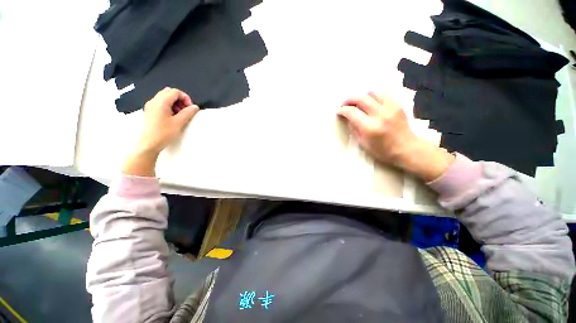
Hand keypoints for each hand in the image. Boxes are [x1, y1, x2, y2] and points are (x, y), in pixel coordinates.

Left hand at [122, 87, 199, 176]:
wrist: (148, 144)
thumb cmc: (163, 133)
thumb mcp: (179, 123)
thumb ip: (188, 113)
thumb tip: (195, 107)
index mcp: (161, 101)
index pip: (175, 92)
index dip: (186, 98)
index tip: (190, 108)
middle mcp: (154, 101)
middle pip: (169, 92)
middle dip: (180, 99)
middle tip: (185, 110)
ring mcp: (150, 106)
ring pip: (165, 97)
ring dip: (175, 103)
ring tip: (179, 115)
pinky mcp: (149, 111)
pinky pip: (160, 103)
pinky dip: (168, 106)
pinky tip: (172, 117)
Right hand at [338, 92, 454, 181]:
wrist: (407, 149)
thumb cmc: (382, 151)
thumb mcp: (363, 144)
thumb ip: (354, 129)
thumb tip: (349, 118)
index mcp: (369, 127)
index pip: (352, 112)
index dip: (343, 110)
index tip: (339, 111)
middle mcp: (379, 114)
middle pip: (361, 99)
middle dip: (349, 100)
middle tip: (345, 104)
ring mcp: (390, 108)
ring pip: (372, 93)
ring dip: (362, 96)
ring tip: (357, 102)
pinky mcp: (397, 105)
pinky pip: (383, 94)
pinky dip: (374, 96)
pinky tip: (370, 101)